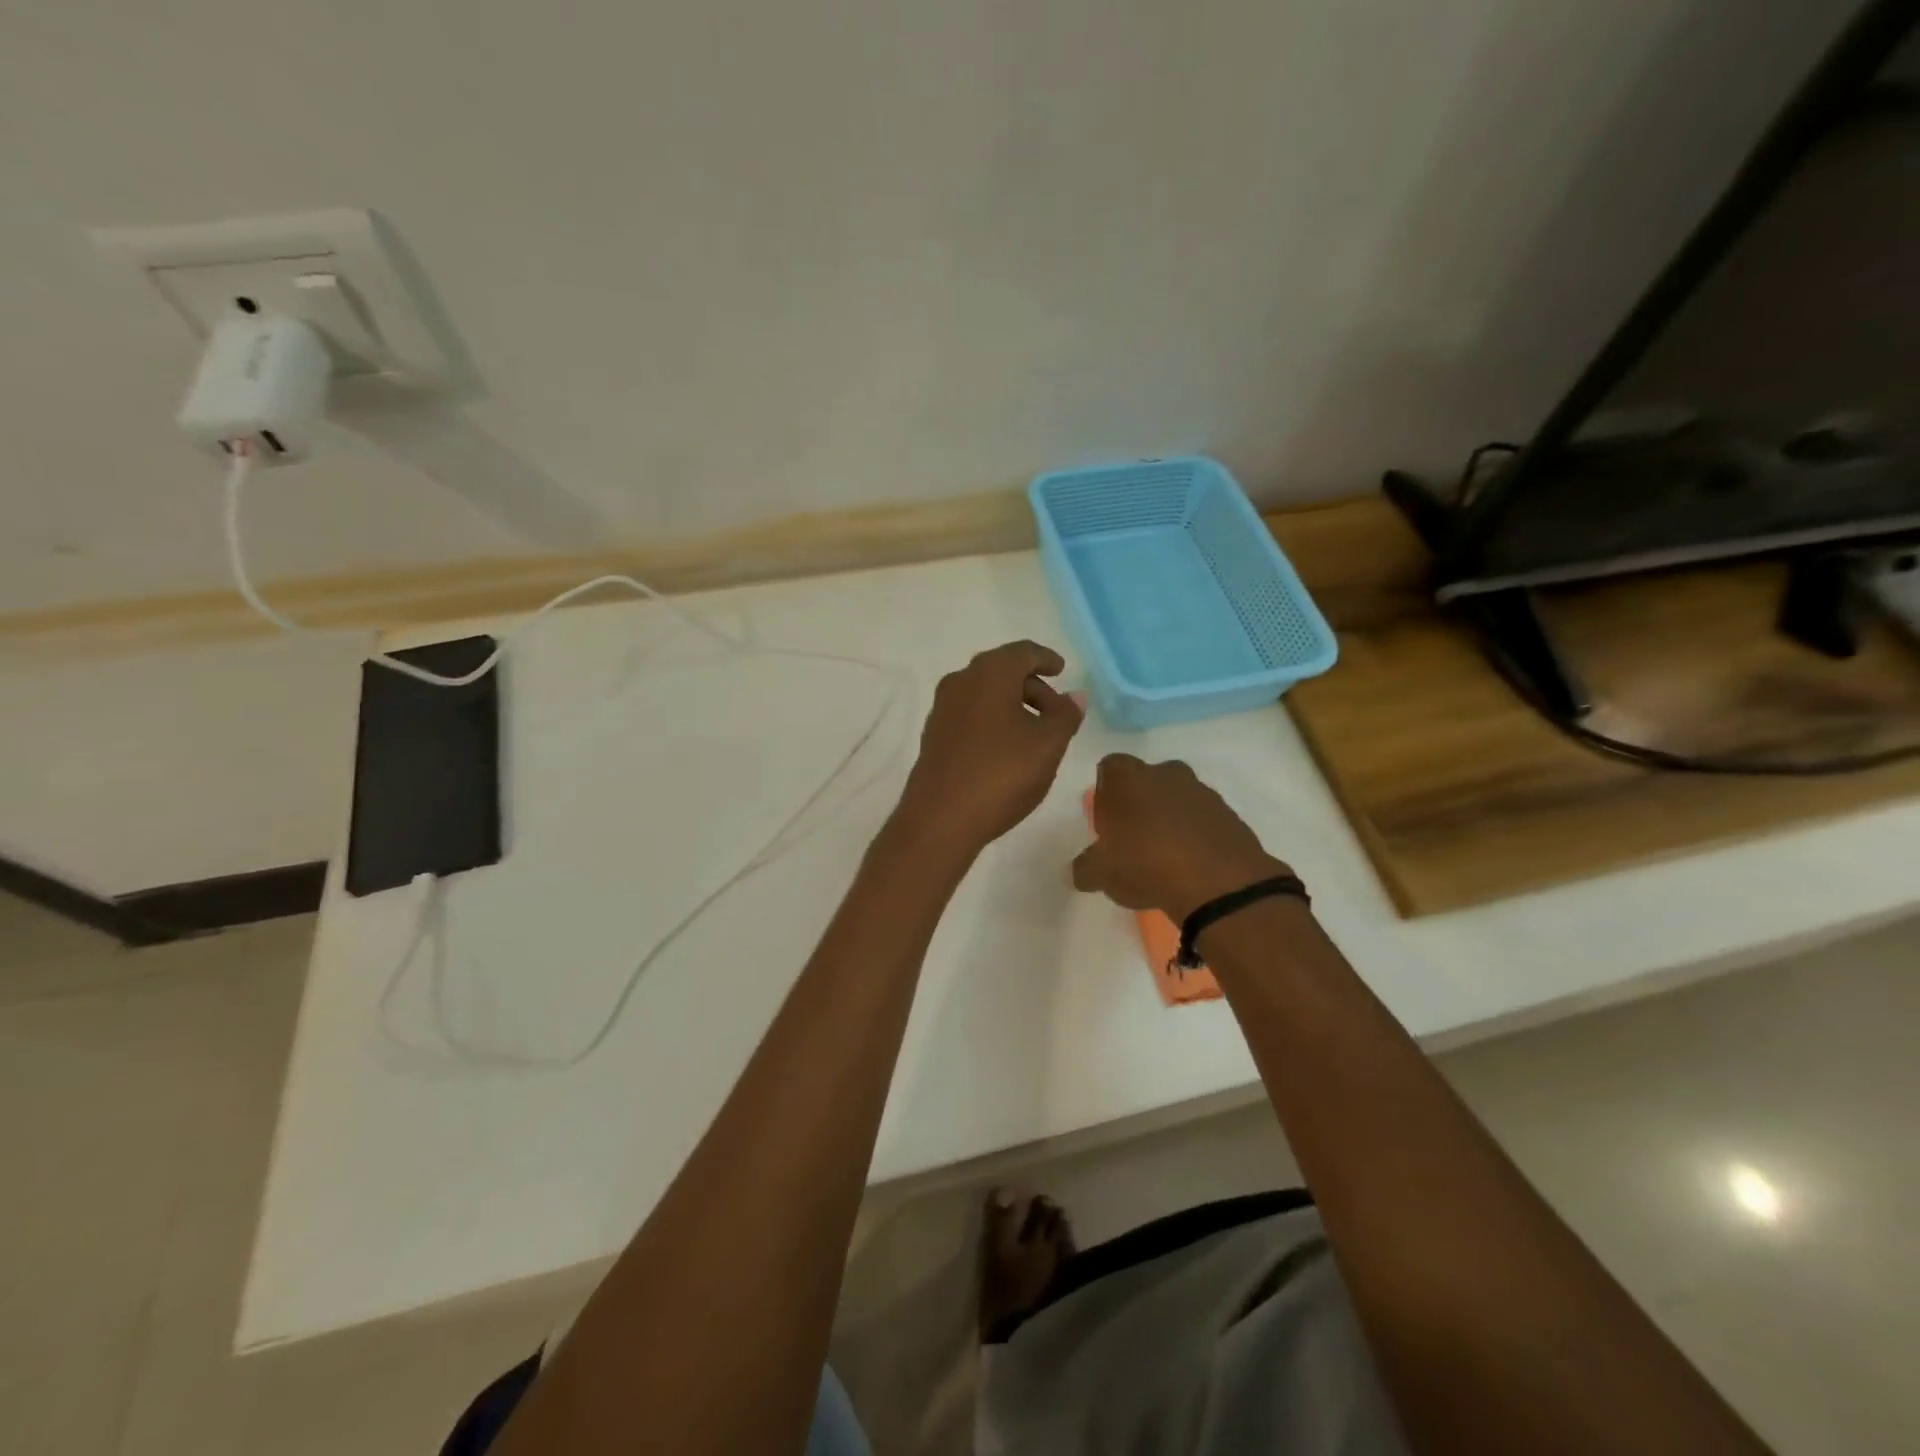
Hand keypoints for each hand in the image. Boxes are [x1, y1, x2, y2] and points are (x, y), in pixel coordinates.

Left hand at [895, 640, 1084, 854]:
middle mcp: (961, 681)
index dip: (1046, 659)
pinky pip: (971, 714)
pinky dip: (993, 720)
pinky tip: (1007, 749)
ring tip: (1036, 735)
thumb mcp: (1048, 745)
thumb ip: (1066, 715)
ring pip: (985, 694)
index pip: (1023, 652)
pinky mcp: (934, 735)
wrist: (940, 819)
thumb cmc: (1001, 774)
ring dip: (1013, 705)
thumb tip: (1075, 696)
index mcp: (990, 673)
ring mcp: (942, 708)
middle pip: (1003, 671)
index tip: (1061, 670)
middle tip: (1057, 712)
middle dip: (1033, 686)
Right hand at [1071, 754, 1290, 920]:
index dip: (1106, 792)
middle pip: (1147, 779)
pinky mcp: (1230, 814)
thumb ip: (1086, 868)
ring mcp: (1202, 791)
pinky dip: (1197, 834)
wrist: (1218, 883)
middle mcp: (1165, 773)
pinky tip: (1192, 864)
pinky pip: (1204, 819)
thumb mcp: (1102, 874)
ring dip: (1171, 818)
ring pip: (1178, 797)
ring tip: (1166, 856)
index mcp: (1127, 778)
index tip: (1107, 821)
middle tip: (1135, 838)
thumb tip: (1082, 870)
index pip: (1109, 768)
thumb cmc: (1145, 865)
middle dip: (1140, 802)